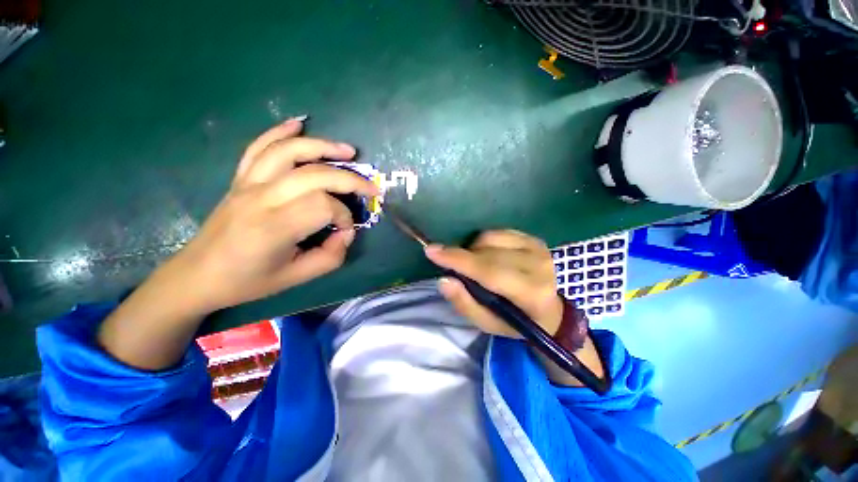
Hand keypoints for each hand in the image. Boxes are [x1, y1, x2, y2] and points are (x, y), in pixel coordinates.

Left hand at [169, 118, 378, 312]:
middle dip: (350, 180)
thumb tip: (347, 233)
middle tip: (371, 188)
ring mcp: (248, 184)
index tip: (346, 231)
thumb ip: (331, 256)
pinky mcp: (240, 179)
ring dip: (323, 147)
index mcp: (275, 227)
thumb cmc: (248, 281)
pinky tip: (299, 124)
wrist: (198, 275)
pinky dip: (279, 132)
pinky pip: (258, 147)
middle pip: (314, 175)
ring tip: (349, 152)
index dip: (345, 217)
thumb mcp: (297, 277)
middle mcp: (261, 198)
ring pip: (289, 152)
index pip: (324, 206)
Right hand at [425, 230, 563, 338]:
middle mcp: (539, 267)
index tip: (431, 251)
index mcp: (530, 293)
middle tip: (454, 266)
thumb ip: (464, 303)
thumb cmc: (514, 322)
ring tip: (476, 265)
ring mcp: (539, 249)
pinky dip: (485, 242)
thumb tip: (444, 279)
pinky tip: (489, 255)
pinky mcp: (535, 239)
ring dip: (474, 249)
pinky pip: (498, 232)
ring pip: (490, 238)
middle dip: (463, 256)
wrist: (549, 312)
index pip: (489, 271)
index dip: (458, 260)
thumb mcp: (487, 323)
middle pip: (487, 252)